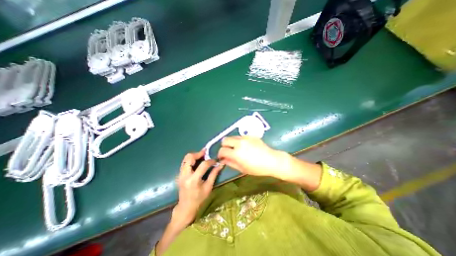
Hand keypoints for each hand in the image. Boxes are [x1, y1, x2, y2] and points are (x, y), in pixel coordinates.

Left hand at [173, 149, 223, 226]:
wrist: (185, 208)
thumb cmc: (199, 199)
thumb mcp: (208, 187)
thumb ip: (214, 174)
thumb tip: (221, 164)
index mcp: (193, 180)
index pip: (203, 165)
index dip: (210, 161)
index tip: (215, 160)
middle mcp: (185, 175)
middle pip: (190, 157)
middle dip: (199, 153)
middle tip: (206, 153)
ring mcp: (180, 174)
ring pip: (186, 158)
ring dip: (194, 155)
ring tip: (202, 156)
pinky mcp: (179, 174)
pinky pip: (185, 162)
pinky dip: (191, 159)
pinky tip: (197, 161)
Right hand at [217, 136, 287, 179]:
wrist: (272, 160)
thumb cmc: (257, 168)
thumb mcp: (242, 169)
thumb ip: (230, 163)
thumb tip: (223, 159)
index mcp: (236, 153)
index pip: (222, 150)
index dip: (220, 154)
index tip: (222, 157)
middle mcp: (239, 143)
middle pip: (225, 140)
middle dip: (224, 146)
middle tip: (228, 151)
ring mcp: (245, 138)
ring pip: (232, 137)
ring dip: (232, 143)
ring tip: (237, 149)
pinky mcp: (250, 135)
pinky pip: (240, 137)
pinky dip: (239, 141)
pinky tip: (245, 146)